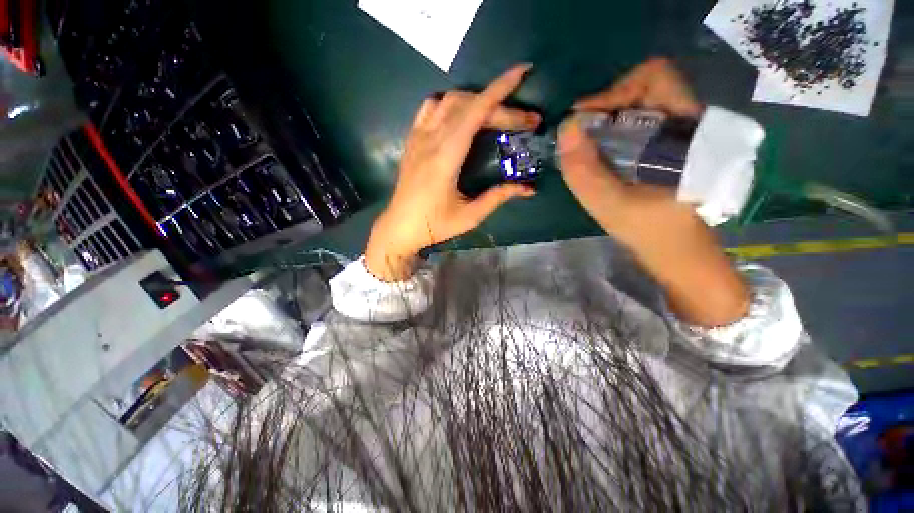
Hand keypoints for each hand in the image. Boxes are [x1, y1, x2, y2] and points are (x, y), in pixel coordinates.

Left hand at [365, 64, 540, 280]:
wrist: (399, 228)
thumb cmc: (434, 226)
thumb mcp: (470, 217)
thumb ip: (498, 198)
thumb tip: (528, 188)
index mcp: (446, 158)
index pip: (475, 112)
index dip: (500, 90)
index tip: (522, 72)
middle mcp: (431, 140)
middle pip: (468, 105)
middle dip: (501, 106)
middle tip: (526, 122)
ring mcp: (418, 138)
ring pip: (448, 101)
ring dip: (476, 101)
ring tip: (495, 116)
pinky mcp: (412, 141)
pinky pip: (430, 108)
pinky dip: (450, 104)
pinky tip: (460, 115)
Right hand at [560, 58, 747, 326]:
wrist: (677, 251)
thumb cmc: (649, 231)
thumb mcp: (610, 206)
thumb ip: (585, 171)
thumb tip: (566, 128)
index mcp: (684, 130)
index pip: (654, 77)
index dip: (615, 91)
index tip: (585, 120)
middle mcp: (685, 123)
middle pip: (645, 87)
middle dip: (607, 106)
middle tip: (581, 134)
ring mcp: (677, 135)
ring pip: (639, 105)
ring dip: (607, 121)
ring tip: (586, 147)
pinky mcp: (667, 148)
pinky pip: (637, 124)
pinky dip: (612, 133)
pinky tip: (600, 155)